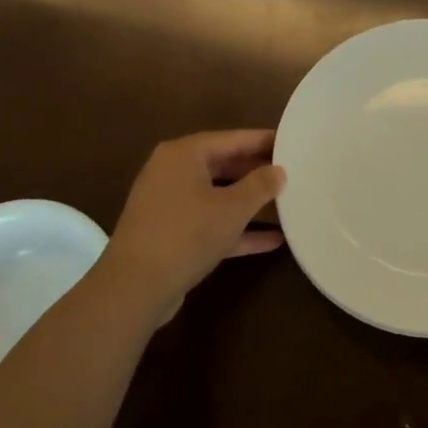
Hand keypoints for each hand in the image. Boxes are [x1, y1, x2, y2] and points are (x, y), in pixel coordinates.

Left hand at [102, 130, 284, 319]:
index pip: (231, 139)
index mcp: (183, 155)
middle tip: (292, 172)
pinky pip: (209, 222)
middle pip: (222, 165)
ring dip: (249, 203)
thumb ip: (260, 185)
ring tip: (286, 201)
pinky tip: (272, 240)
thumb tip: (278, 170)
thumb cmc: (186, 234)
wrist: (135, 288)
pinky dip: (236, 229)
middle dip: (256, 171)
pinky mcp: (170, 234)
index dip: (262, 141)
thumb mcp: (232, 208)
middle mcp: (172, 172)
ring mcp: (169, 205)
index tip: (291, 142)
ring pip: (217, 196)